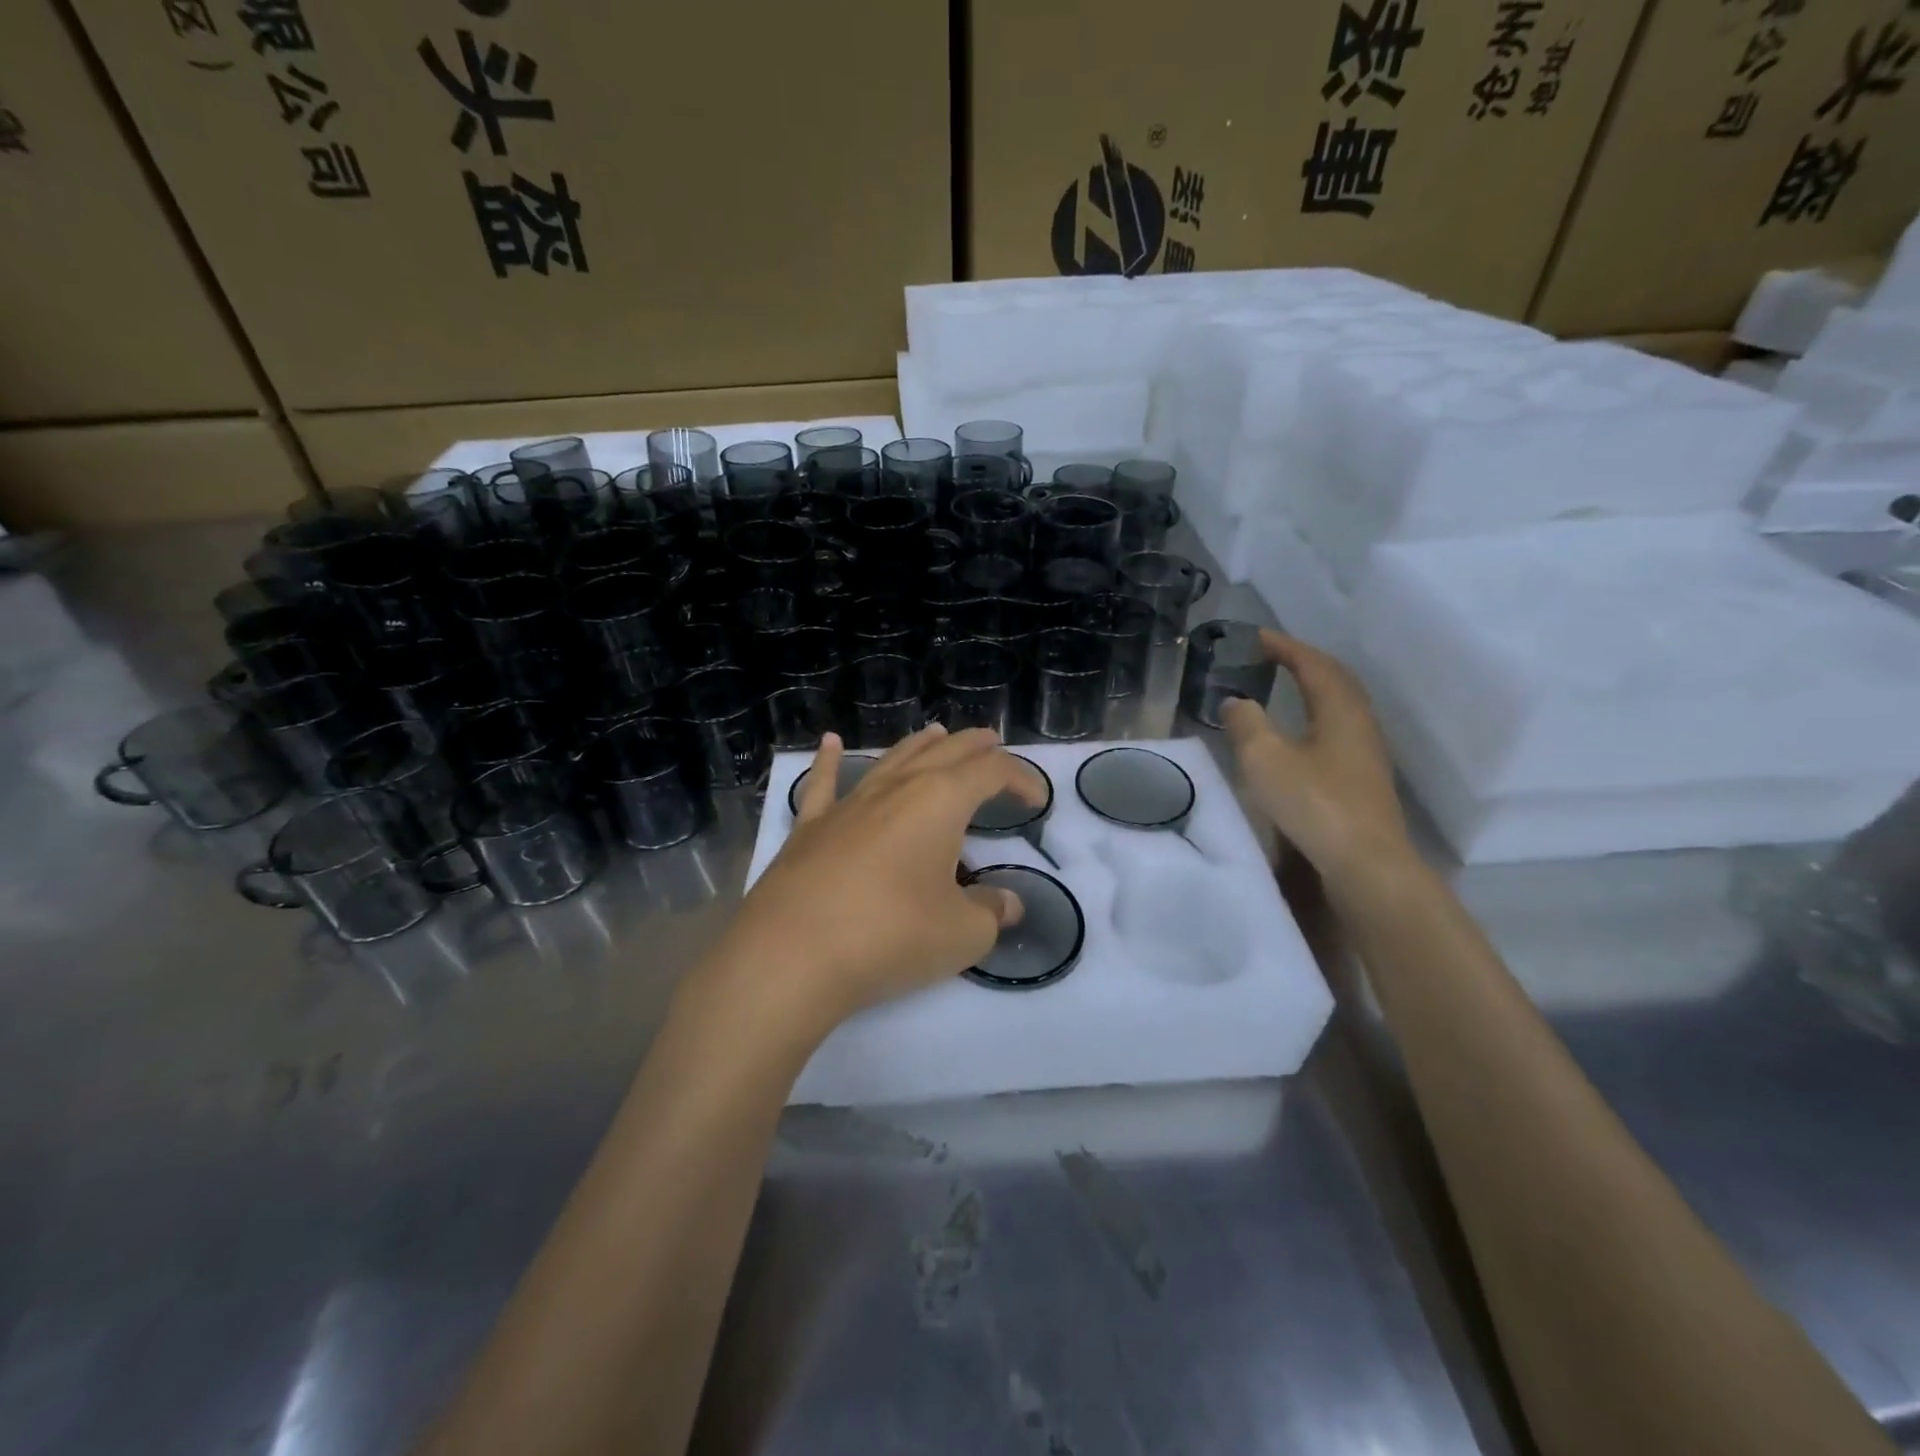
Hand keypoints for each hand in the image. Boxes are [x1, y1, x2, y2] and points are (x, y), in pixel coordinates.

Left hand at [722, 726, 1045, 1029]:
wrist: (793, 954)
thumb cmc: (891, 936)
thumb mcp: (961, 934)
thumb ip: (991, 913)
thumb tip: (1008, 904)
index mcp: (941, 801)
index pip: (991, 772)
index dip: (1021, 778)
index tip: (1037, 800)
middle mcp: (896, 788)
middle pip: (944, 752)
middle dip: (974, 746)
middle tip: (993, 743)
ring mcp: (849, 803)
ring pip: (892, 759)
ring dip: (920, 745)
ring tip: (936, 734)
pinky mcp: (810, 826)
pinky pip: (824, 782)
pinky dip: (830, 760)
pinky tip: (830, 742)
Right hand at [1221, 631, 1412, 893]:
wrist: (1365, 865)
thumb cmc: (1314, 804)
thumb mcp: (1265, 758)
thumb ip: (1246, 723)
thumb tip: (1236, 702)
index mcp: (1340, 710)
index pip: (1313, 664)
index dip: (1284, 647)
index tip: (1256, 637)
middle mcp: (1360, 725)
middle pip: (1336, 681)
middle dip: (1304, 663)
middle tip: (1273, 656)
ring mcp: (1367, 755)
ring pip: (1341, 707)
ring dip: (1313, 691)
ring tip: (1286, 689)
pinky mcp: (1364, 781)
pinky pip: (1339, 732)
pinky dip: (1316, 718)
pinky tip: (1301, 737)